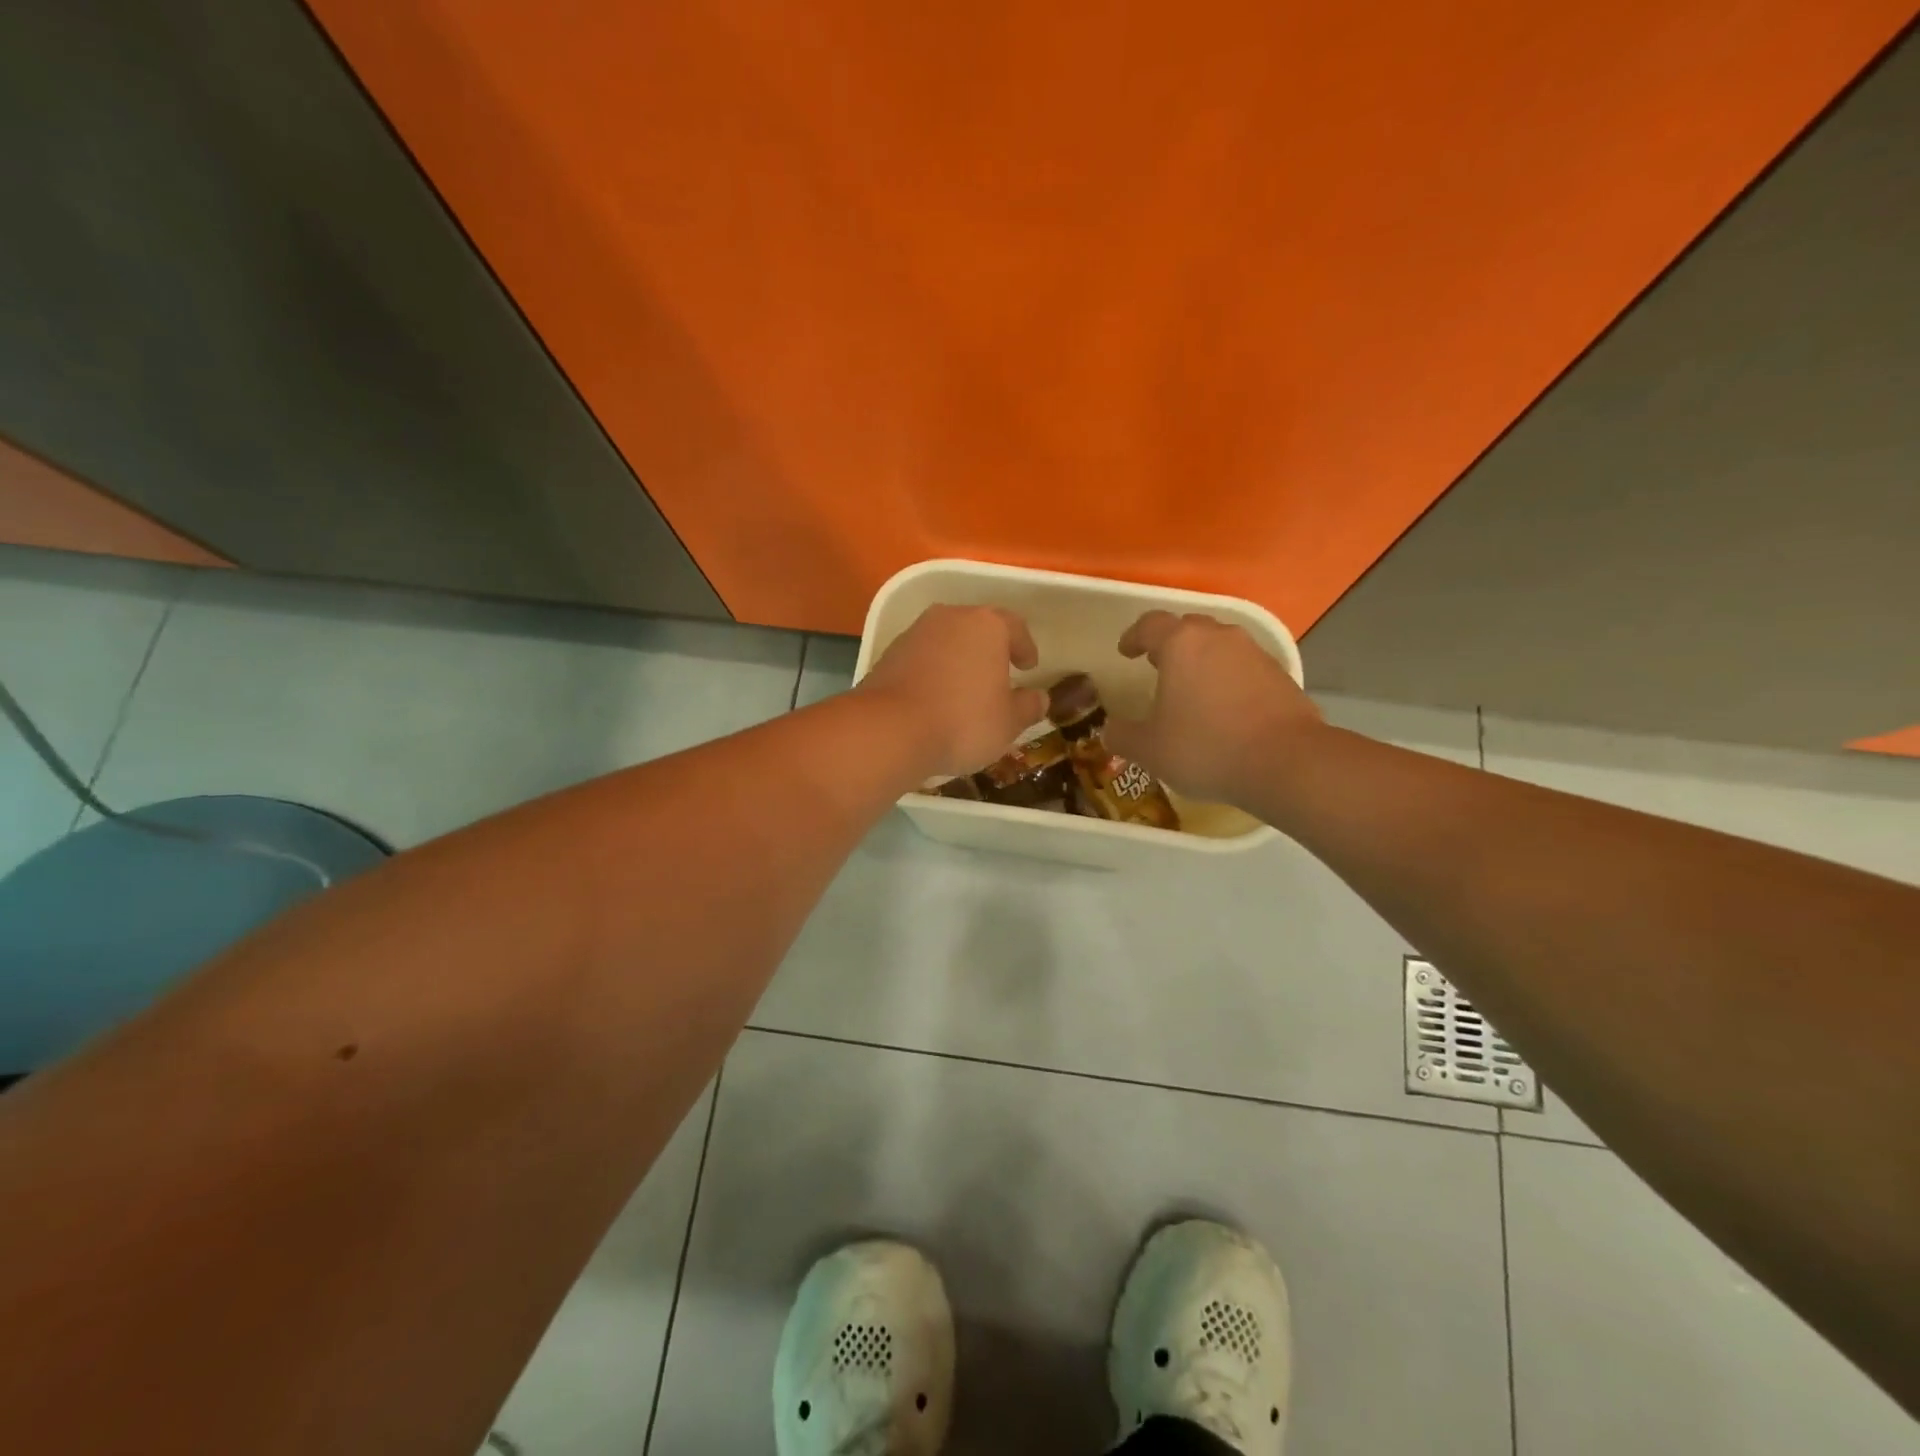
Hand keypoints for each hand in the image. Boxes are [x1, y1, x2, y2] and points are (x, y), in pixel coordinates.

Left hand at [856, 606, 1049, 778]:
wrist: (890, 730)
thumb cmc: (963, 721)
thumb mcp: (1008, 722)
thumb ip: (1028, 707)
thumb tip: (1039, 698)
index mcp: (986, 625)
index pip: (1015, 627)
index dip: (1025, 646)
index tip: (1029, 666)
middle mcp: (950, 618)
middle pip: (977, 628)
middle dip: (989, 650)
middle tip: (999, 673)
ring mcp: (915, 633)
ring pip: (946, 641)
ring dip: (958, 660)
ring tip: (966, 688)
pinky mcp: (889, 655)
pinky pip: (922, 659)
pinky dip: (933, 672)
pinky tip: (936, 698)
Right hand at [1103, 612, 1322, 804]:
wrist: (1286, 763)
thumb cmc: (1206, 747)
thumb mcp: (1149, 749)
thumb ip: (1123, 736)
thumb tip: (1109, 730)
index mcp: (1182, 645)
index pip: (1150, 625)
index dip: (1134, 636)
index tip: (1126, 652)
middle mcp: (1219, 638)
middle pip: (1188, 629)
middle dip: (1170, 645)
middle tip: (1157, 667)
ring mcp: (1255, 654)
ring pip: (1220, 647)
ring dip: (1202, 662)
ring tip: (1191, 690)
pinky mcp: (1280, 676)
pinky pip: (1244, 668)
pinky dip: (1229, 680)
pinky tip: (1225, 709)